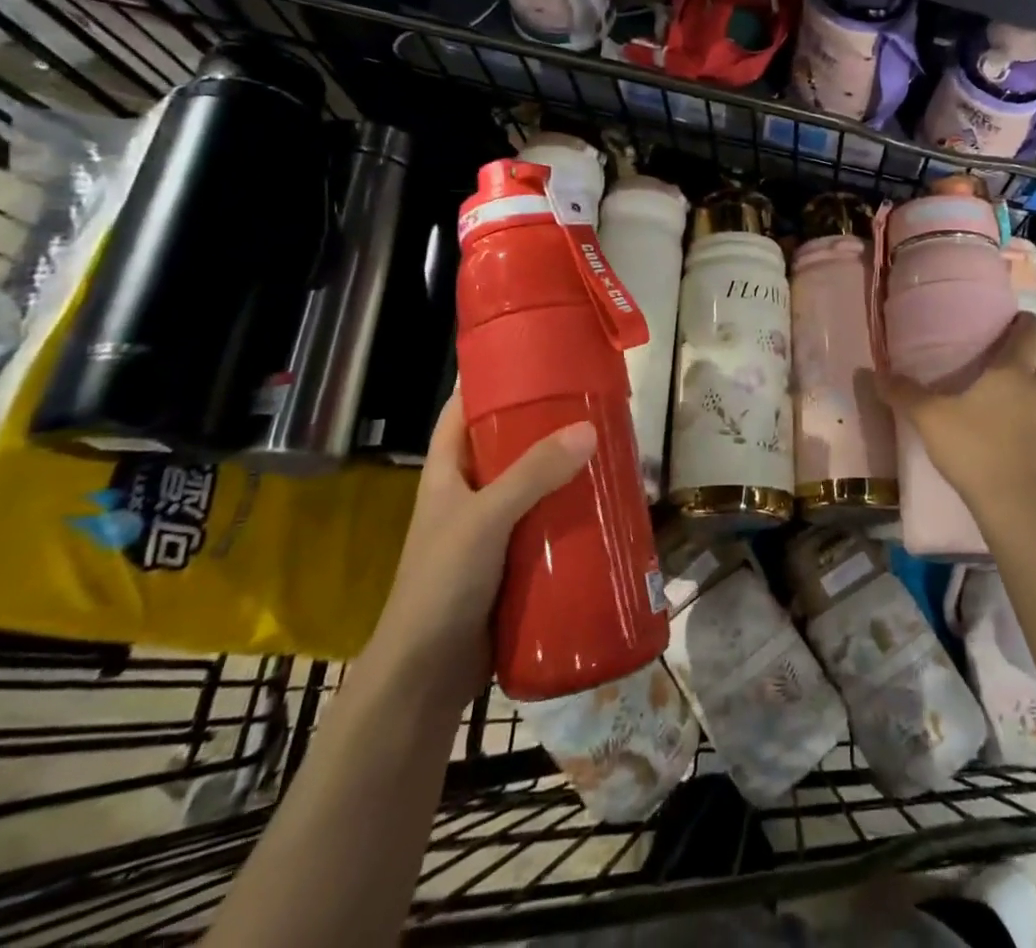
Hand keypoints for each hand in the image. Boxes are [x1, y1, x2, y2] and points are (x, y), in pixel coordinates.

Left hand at [364, 394, 594, 708]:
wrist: (426, 678)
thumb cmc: (440, 584)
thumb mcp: (484, 519)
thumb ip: (533, 474)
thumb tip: (588, 429)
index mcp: (447, 471)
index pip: (463, 410)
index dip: (493, 381)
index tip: (536, 358)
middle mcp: (468, 493)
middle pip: (508, 444)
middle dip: (545, 424)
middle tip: (591, 404)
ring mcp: (491, 529)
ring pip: (532, 485)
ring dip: (564, 470)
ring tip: (609, 448)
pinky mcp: (513, 561)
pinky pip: (545, 524)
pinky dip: (570, 512)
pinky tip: (604, 505)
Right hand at [875, 312, 1035, 518]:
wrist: (1016, 505)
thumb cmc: (974, 448)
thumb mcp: (929, 419)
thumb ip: (904, 394)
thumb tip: (876, 373)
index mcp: (1012, 372)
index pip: (1028, 333)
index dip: (1023, 323)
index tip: (1016, 320)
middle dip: (1024, 367)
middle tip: (999, 376)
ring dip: (1035, 399)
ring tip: (1010, 411)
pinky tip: (1020, 447)